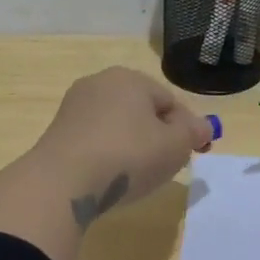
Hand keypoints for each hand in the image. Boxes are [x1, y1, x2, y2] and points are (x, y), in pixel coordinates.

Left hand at [31, 67, 213, 226]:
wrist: (63, 182)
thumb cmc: (128, 156)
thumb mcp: (175, 146)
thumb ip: (193, 132)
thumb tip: (203, 126)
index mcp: (129, 78)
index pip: (169, 101)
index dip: (186, 129)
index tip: (192, 155)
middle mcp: (99, 83)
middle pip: (141, 111)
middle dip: (157, 136)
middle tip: (165, 166)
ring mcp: (74, 107)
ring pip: (116, 126)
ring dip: (130, 147)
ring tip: (135, 176)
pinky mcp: (57, 132)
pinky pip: (94, 141)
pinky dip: (106, 156)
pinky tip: (107, 178)